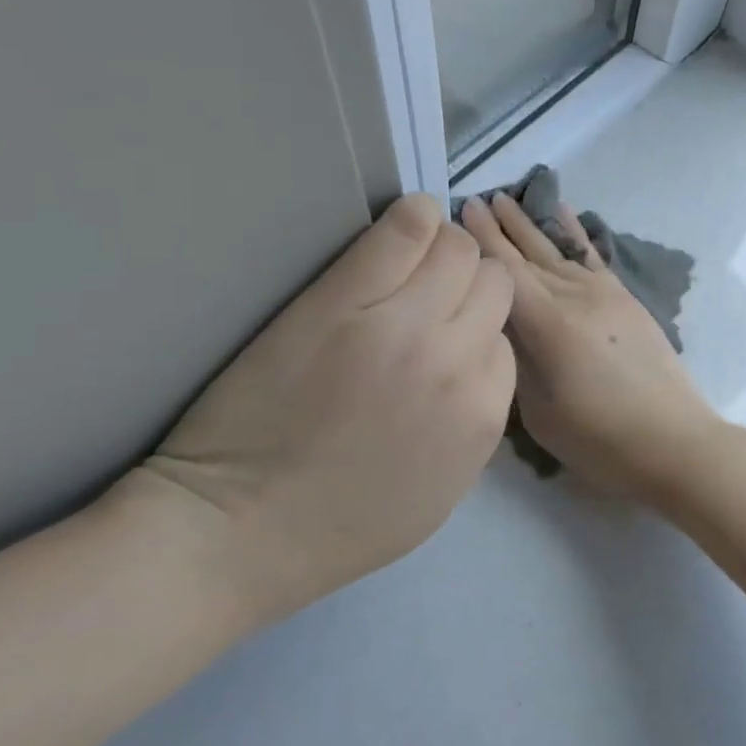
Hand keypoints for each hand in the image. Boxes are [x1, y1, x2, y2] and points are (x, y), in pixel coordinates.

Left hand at [128, 194, 514, 633]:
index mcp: (481, 414)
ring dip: (441, 250)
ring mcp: (402, 325)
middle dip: (467, 285)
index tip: (443, 334)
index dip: (472, 332)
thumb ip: (471, 425)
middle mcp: (456, 361)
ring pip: (457, 249)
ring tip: (405, 264)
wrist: (242, 527)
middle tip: (425, 295)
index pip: (503, 338)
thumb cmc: (339, 526)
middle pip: (491, 283)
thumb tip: (473, 368)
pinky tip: (399, 226)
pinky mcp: (343, 299)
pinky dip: (411, 218)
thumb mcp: (440, 494)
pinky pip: (404, 229)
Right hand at [460, 194, 721, 504]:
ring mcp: (604, 294)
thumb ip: (516, 360)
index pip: (505, 273)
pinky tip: (562, 211)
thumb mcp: (539, 412)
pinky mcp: (625, 299)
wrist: (675, 443)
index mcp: (550, 325)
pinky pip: (591, 256)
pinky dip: (573, 232)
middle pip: (527, 255)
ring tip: (506, 199)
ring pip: (556, 250)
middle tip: (472, 199)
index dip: (480, 243)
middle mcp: (575, 297)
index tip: (458, 213)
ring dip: (529, 224)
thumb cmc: (599, 440)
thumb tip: (501, 324)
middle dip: (498, 227)